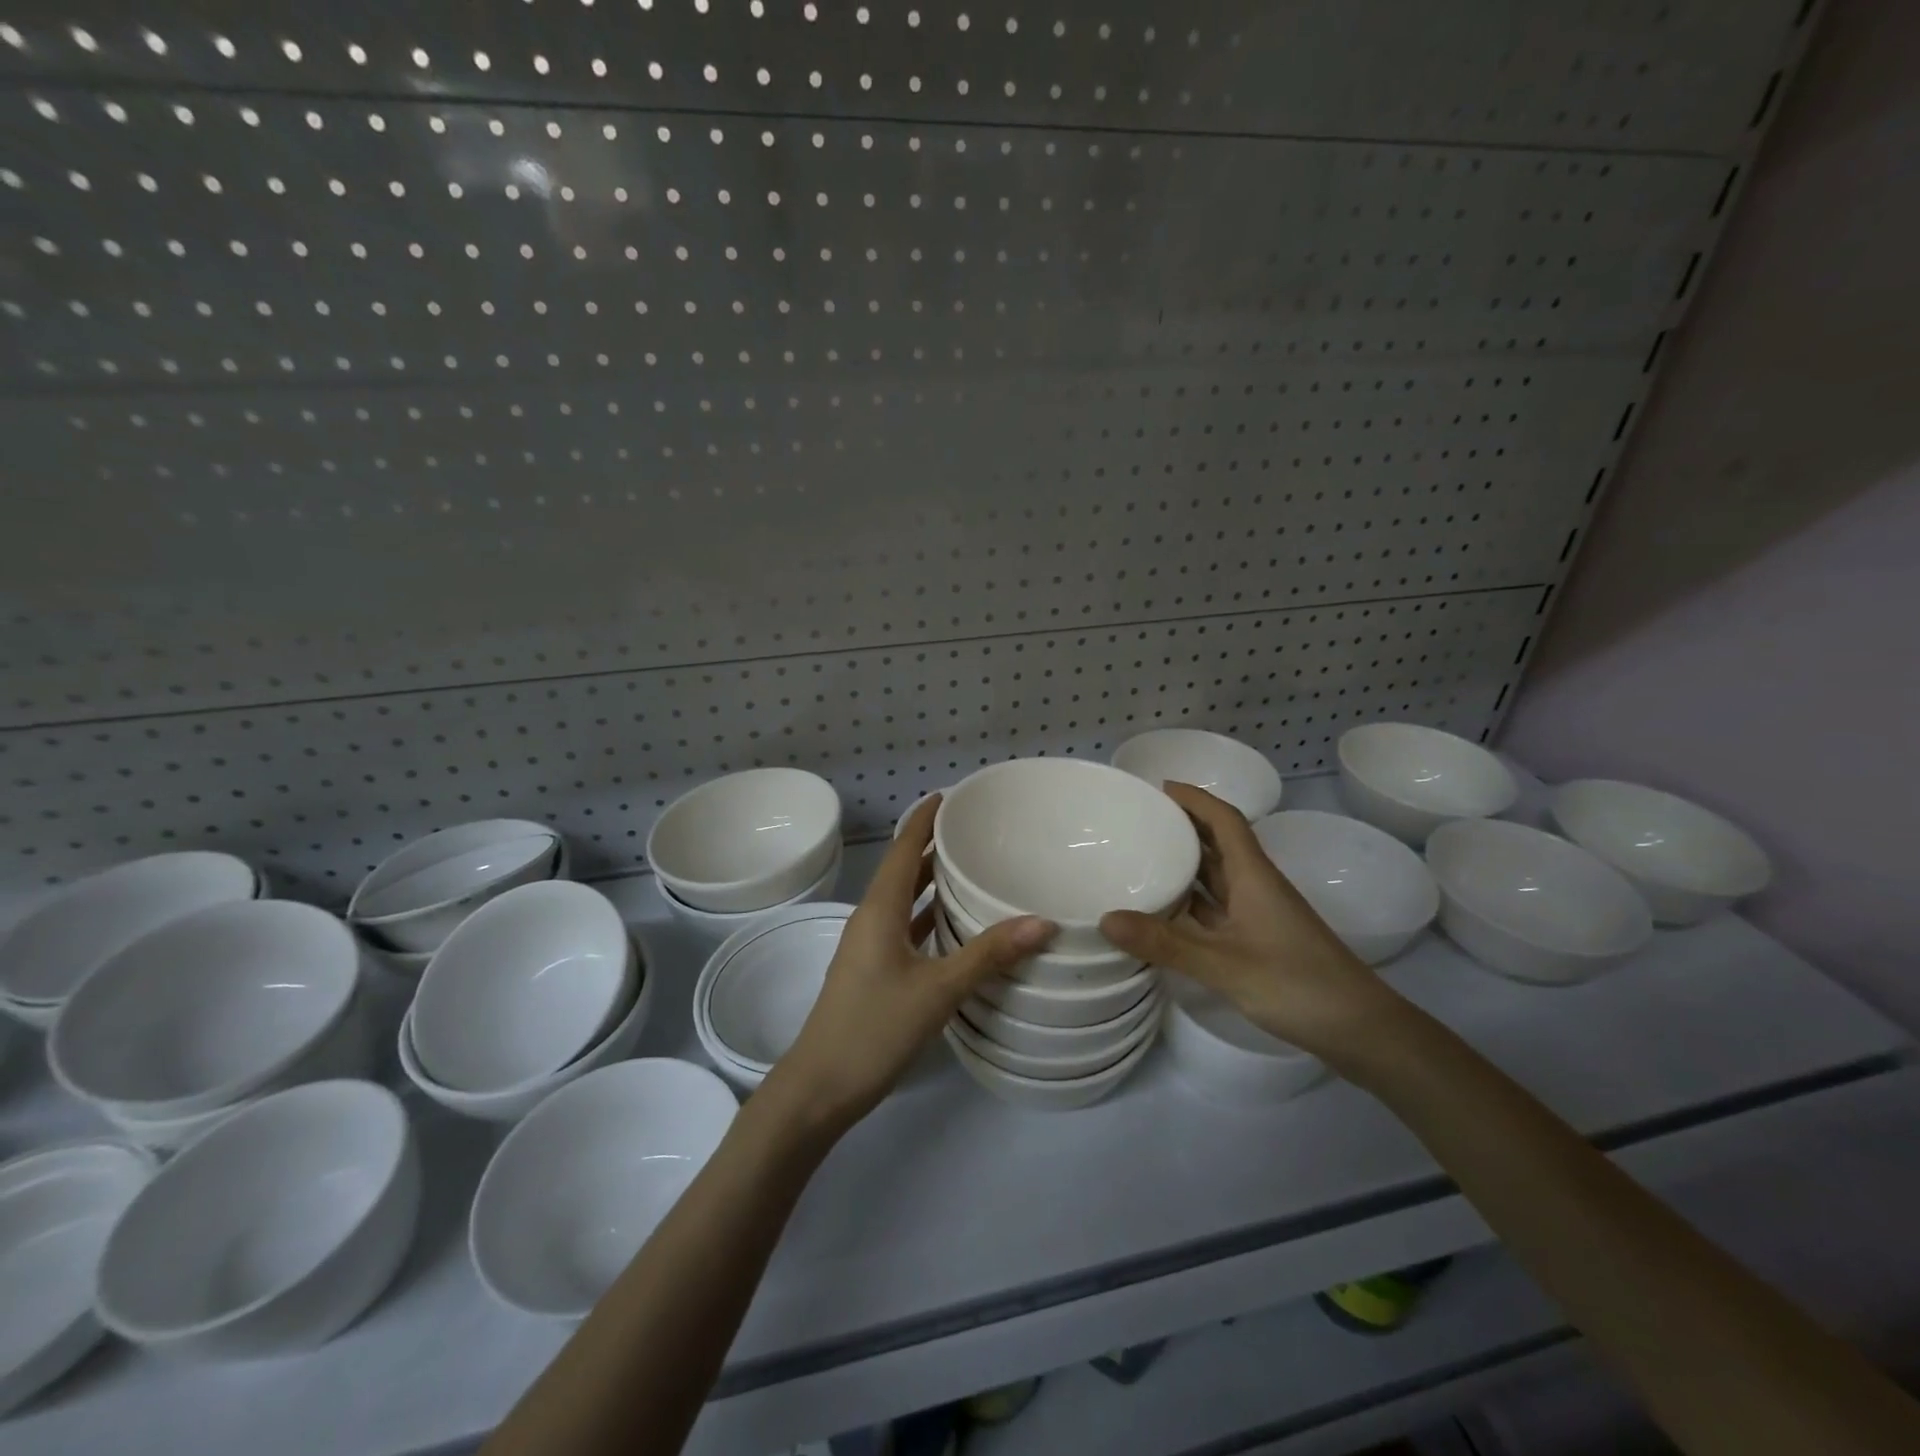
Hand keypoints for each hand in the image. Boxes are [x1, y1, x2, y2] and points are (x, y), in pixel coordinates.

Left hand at [767, 796, 1056, 1133]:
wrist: (820, 1087)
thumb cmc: (874, 1028)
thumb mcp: (937, 990)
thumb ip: (988, 954)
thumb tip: (1042, 921)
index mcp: (879, 909)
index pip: (902, 848)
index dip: (923, 819)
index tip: (951, 795)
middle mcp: (871, 918)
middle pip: (903, 869)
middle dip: (932, 845)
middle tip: (975, 829)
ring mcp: (870, 946)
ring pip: (904, 899)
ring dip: (931, 880)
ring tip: (972, 866)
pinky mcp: (874, 970)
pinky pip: (905, 927)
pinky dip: (928, 915)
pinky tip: (956, 923)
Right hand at [1098, 783, 1407, 1061]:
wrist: (1361, 1030)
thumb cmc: (1296, 984)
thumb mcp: (1224, 964)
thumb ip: (1165, 943)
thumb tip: (1105, 918)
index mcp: (1254, 876)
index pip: (1224, 819)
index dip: (1195, 798)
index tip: (1158, 787)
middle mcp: (1257, 887)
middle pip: (1219, 843)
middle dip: (1183, 826)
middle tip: (1139, 821)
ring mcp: (1260, 916)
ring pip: (1217, 878)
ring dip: (1186, 864)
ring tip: (1142, 858)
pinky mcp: (1260, 941)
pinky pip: (1217, 909)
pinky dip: (1191, 903)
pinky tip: (1165, 913)